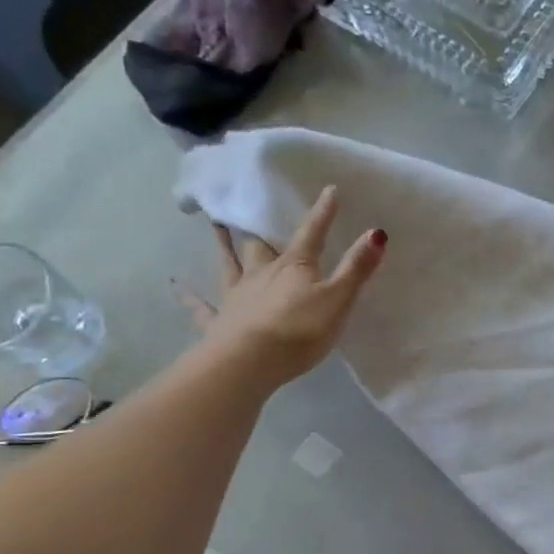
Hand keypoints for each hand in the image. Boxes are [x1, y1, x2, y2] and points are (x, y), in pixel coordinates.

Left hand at [175, 185, 384, 387]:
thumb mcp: (338, 300)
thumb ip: (357, 268)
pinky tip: (177, 285)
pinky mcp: (219, 322)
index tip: (329, 190)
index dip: (322, 214)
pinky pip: (201, 306)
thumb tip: (377, 231)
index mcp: (294, 267)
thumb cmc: (299, 331)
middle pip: (261, 244)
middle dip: (260, 226)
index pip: (312, 234)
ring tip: (215, 224)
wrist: (250, 362)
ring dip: (224, 245)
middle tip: (251, 206)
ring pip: (230, 264)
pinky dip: (189, 296)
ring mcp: (236, 297)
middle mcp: (261, 274)